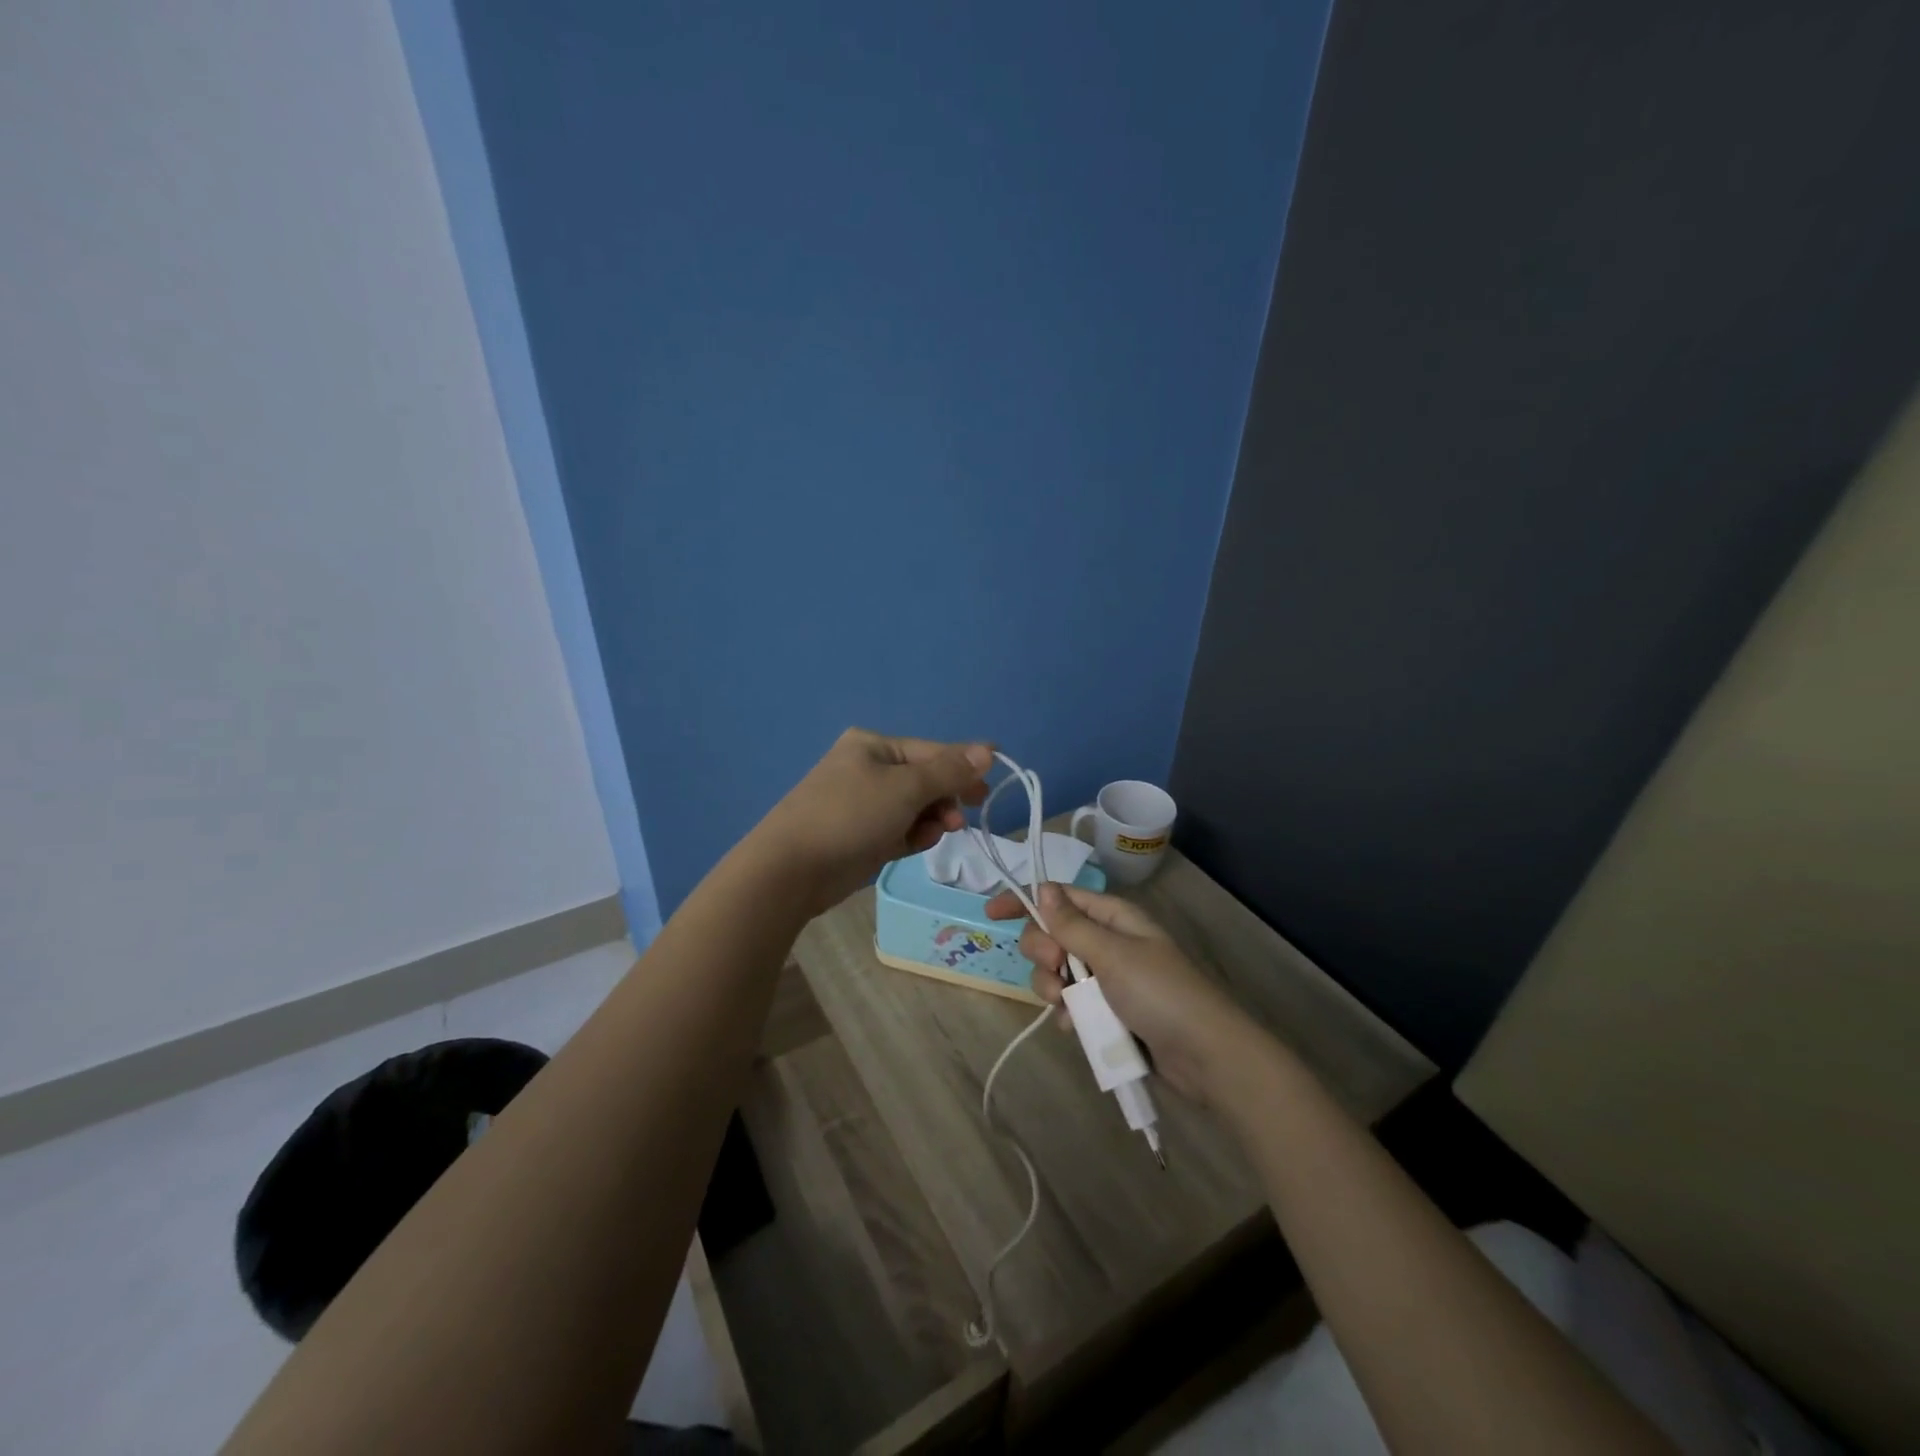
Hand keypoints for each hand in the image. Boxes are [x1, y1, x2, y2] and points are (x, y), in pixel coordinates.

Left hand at [753, 729, 992, 916]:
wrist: (791, 869)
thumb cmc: (851, 816)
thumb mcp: (906, 789)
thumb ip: (949, 771)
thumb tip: (989, 749)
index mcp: (873, 746)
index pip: (931, 751)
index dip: (964, 765)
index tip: (993, 782)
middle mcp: (867, 769)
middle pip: (924, 779)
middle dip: (946, 797)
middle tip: (966, 815)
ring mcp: (861, 804)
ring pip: (914, 808)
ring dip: (931, 819)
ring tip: (940, 832)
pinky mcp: (860, 836)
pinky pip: (899, 830)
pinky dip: (912, 836)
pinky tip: (916, 845)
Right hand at [987, 883, 1261, 1103]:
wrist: (1205, 1057)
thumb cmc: (1161, 994)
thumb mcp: (1114, 954)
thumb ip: (1072, 925)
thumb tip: (1042, 888)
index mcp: (1113, 918)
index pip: (1059, 898)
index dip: (1025, 902)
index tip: (991, 914)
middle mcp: (1107, 942)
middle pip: (1052, 935)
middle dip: (1043, 952)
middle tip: (1058, 969)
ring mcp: (1107, 979)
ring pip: (1057, 973)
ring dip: (1053, 987)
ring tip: (1067, 1006)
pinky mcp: (1107, 1012)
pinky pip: (1071, 1005)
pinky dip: (1067, 1014)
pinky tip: (1076, 1028)